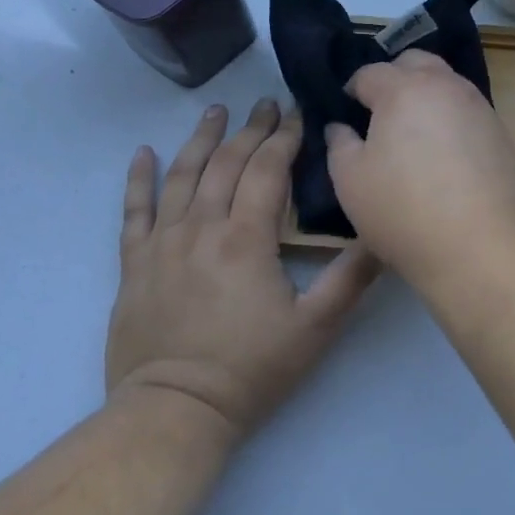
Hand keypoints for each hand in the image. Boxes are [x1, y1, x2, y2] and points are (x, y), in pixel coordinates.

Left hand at [108, 99, 379, 441]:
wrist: (174, 411)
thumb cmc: (250, 370)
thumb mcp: (316, 328)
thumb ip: (351, 277)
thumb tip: (381, 234)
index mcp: (246, 237)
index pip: (267, 170)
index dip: (285, 138)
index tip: (297, 114)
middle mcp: (202, 226)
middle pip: (227, 163)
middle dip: (251, 129)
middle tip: (266, 103)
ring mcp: (163, 242)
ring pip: (182, 175)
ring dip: (201, 138)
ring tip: (216, 111)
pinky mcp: (135, 263)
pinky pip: (134, 210)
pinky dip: (138, 178)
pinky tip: (142, 152)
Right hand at [324, 50, 514, 289]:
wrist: (481, 248)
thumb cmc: (403, 211)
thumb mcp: (350, 180)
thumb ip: (339, 143)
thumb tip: (341, 126)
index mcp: (403, 89)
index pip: (370, 72)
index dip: (352, 89)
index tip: (346, 112)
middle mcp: (444, 86)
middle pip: (414, 62)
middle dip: (393, 78)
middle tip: (379, 114)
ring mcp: (478, 106)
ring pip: (446, 83)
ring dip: (425, 95)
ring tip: (411, 133)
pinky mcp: (499, 132)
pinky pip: (466, 109)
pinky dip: (449, 118)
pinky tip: (442, 153)